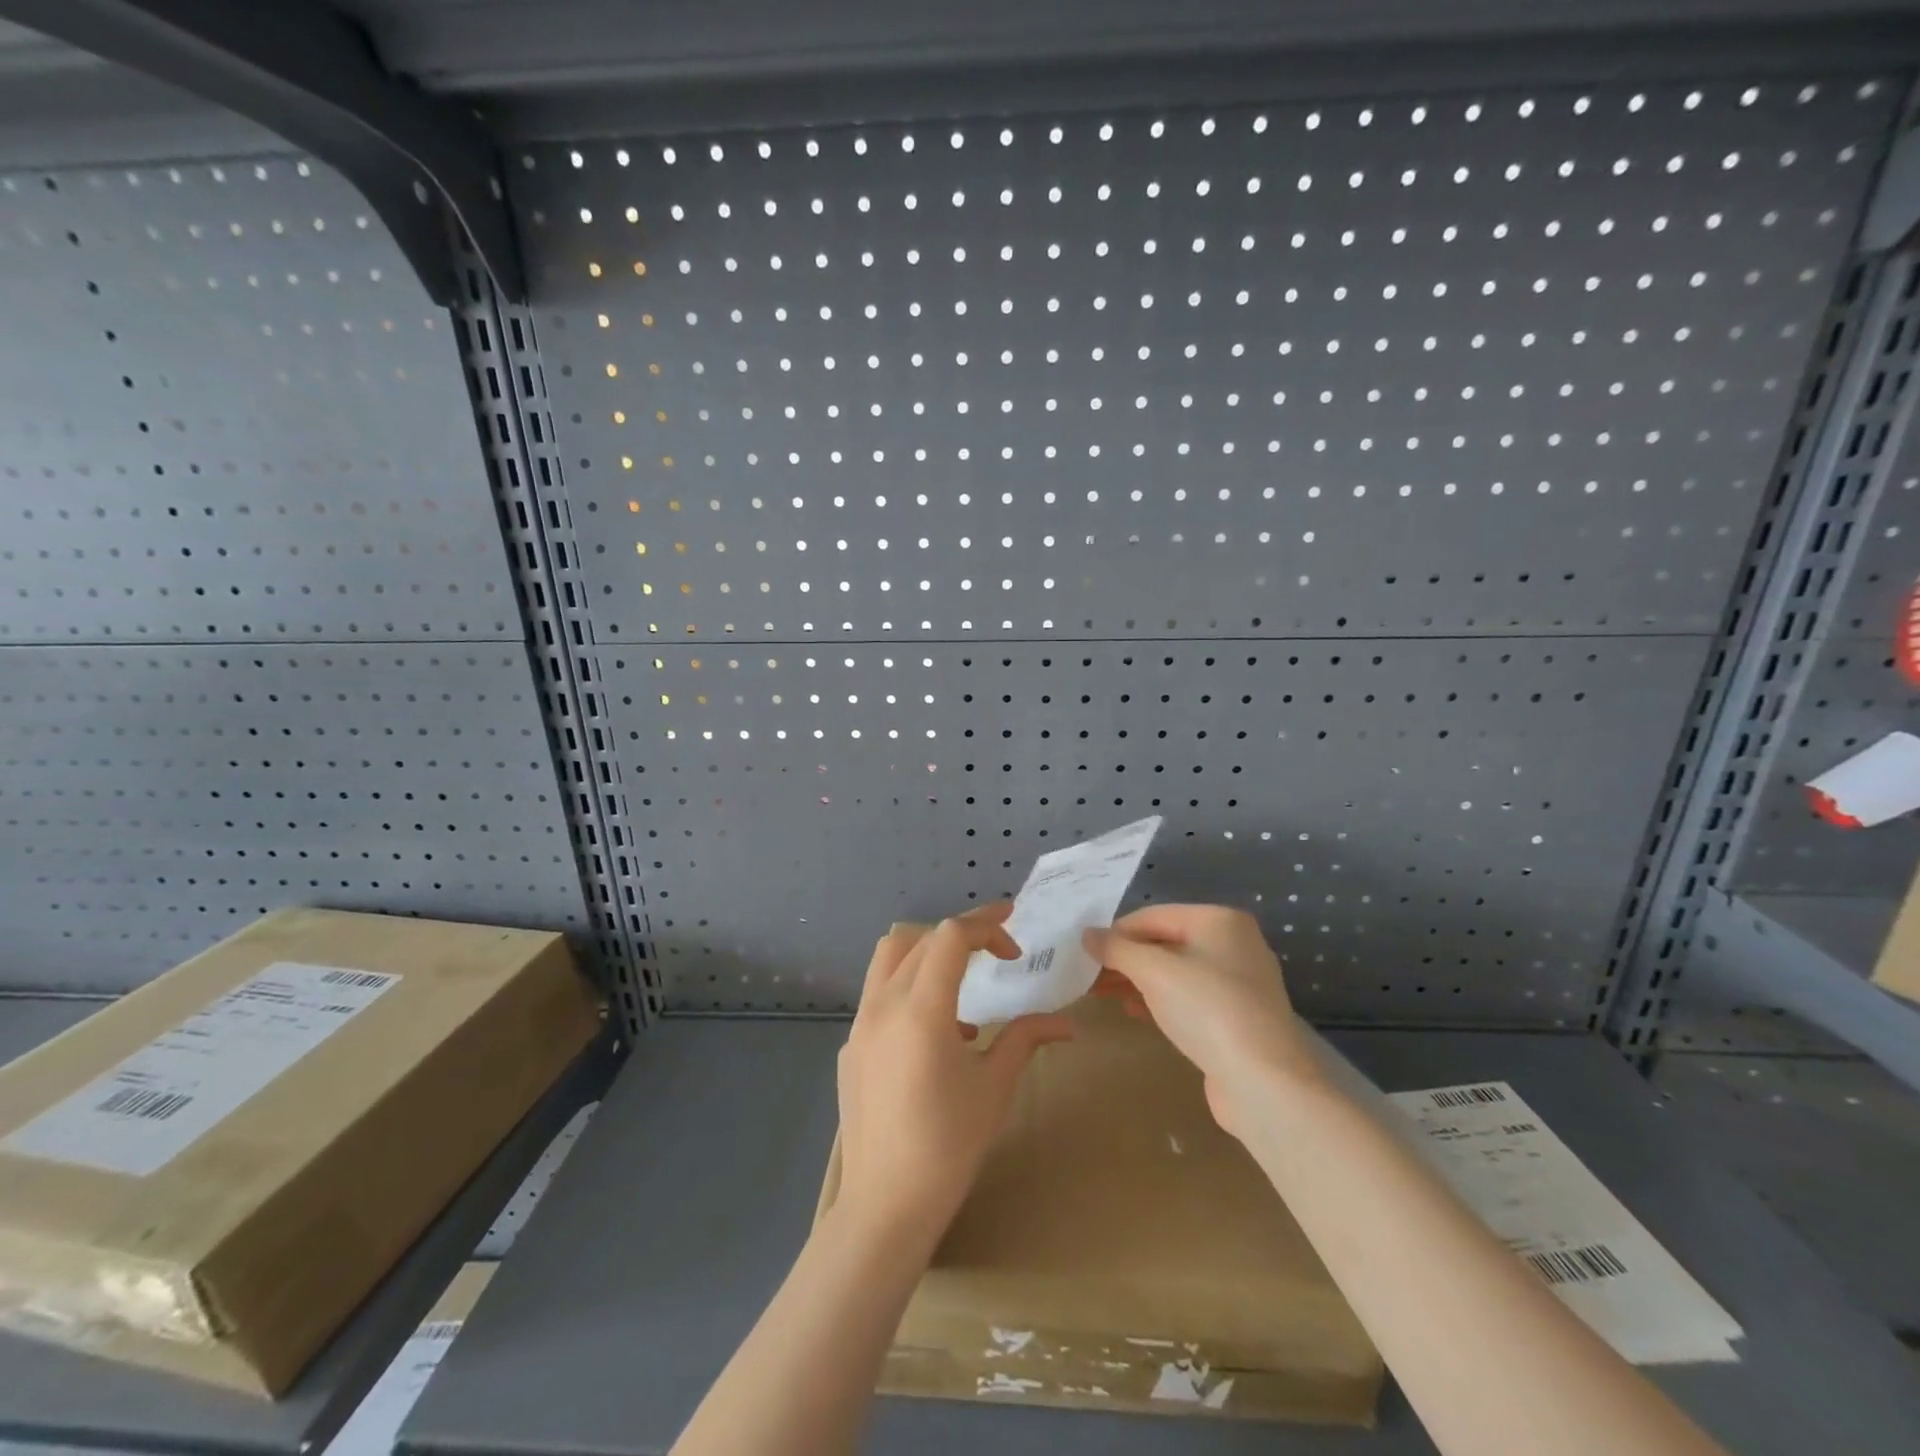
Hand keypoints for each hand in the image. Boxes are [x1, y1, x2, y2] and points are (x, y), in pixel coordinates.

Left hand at [835, 906, 1075, 1239]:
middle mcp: (883, 1004)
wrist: (885, 1205)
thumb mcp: (994, 1086)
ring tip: (963, 985)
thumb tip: (1068, 1023)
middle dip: (962, 935)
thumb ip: (1026, 1038)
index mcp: (920, 1008)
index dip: (986, 925)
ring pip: (889, 956)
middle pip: (920, 937)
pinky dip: (909, 989)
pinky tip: (936, 1035)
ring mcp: (860, 1024)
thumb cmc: (948, 1144)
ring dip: (928, 952)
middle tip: (998, 950)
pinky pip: (879, 995)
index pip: (951, 936)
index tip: (1014, 939)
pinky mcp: (850, 1046)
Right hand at [1083, 904, 1314, 1135]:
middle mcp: (1234, 944)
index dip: (1116, 931)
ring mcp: (1240, 983)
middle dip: (1126, 958)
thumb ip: (1117, 949)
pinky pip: (1190, 998)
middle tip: (1089, 974)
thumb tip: (1087, 935)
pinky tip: (1134, 1011)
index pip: (1154, 915)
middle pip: (1166, 942)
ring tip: (1103, 993)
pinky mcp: (1238, 1018)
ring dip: (1139, 980)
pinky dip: (1160, 1000)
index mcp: (1219, 920)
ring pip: (1176, 972)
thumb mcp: (1153, 971)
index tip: (1085, 952)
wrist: (1264, 1083)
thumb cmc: (1207, 1009)